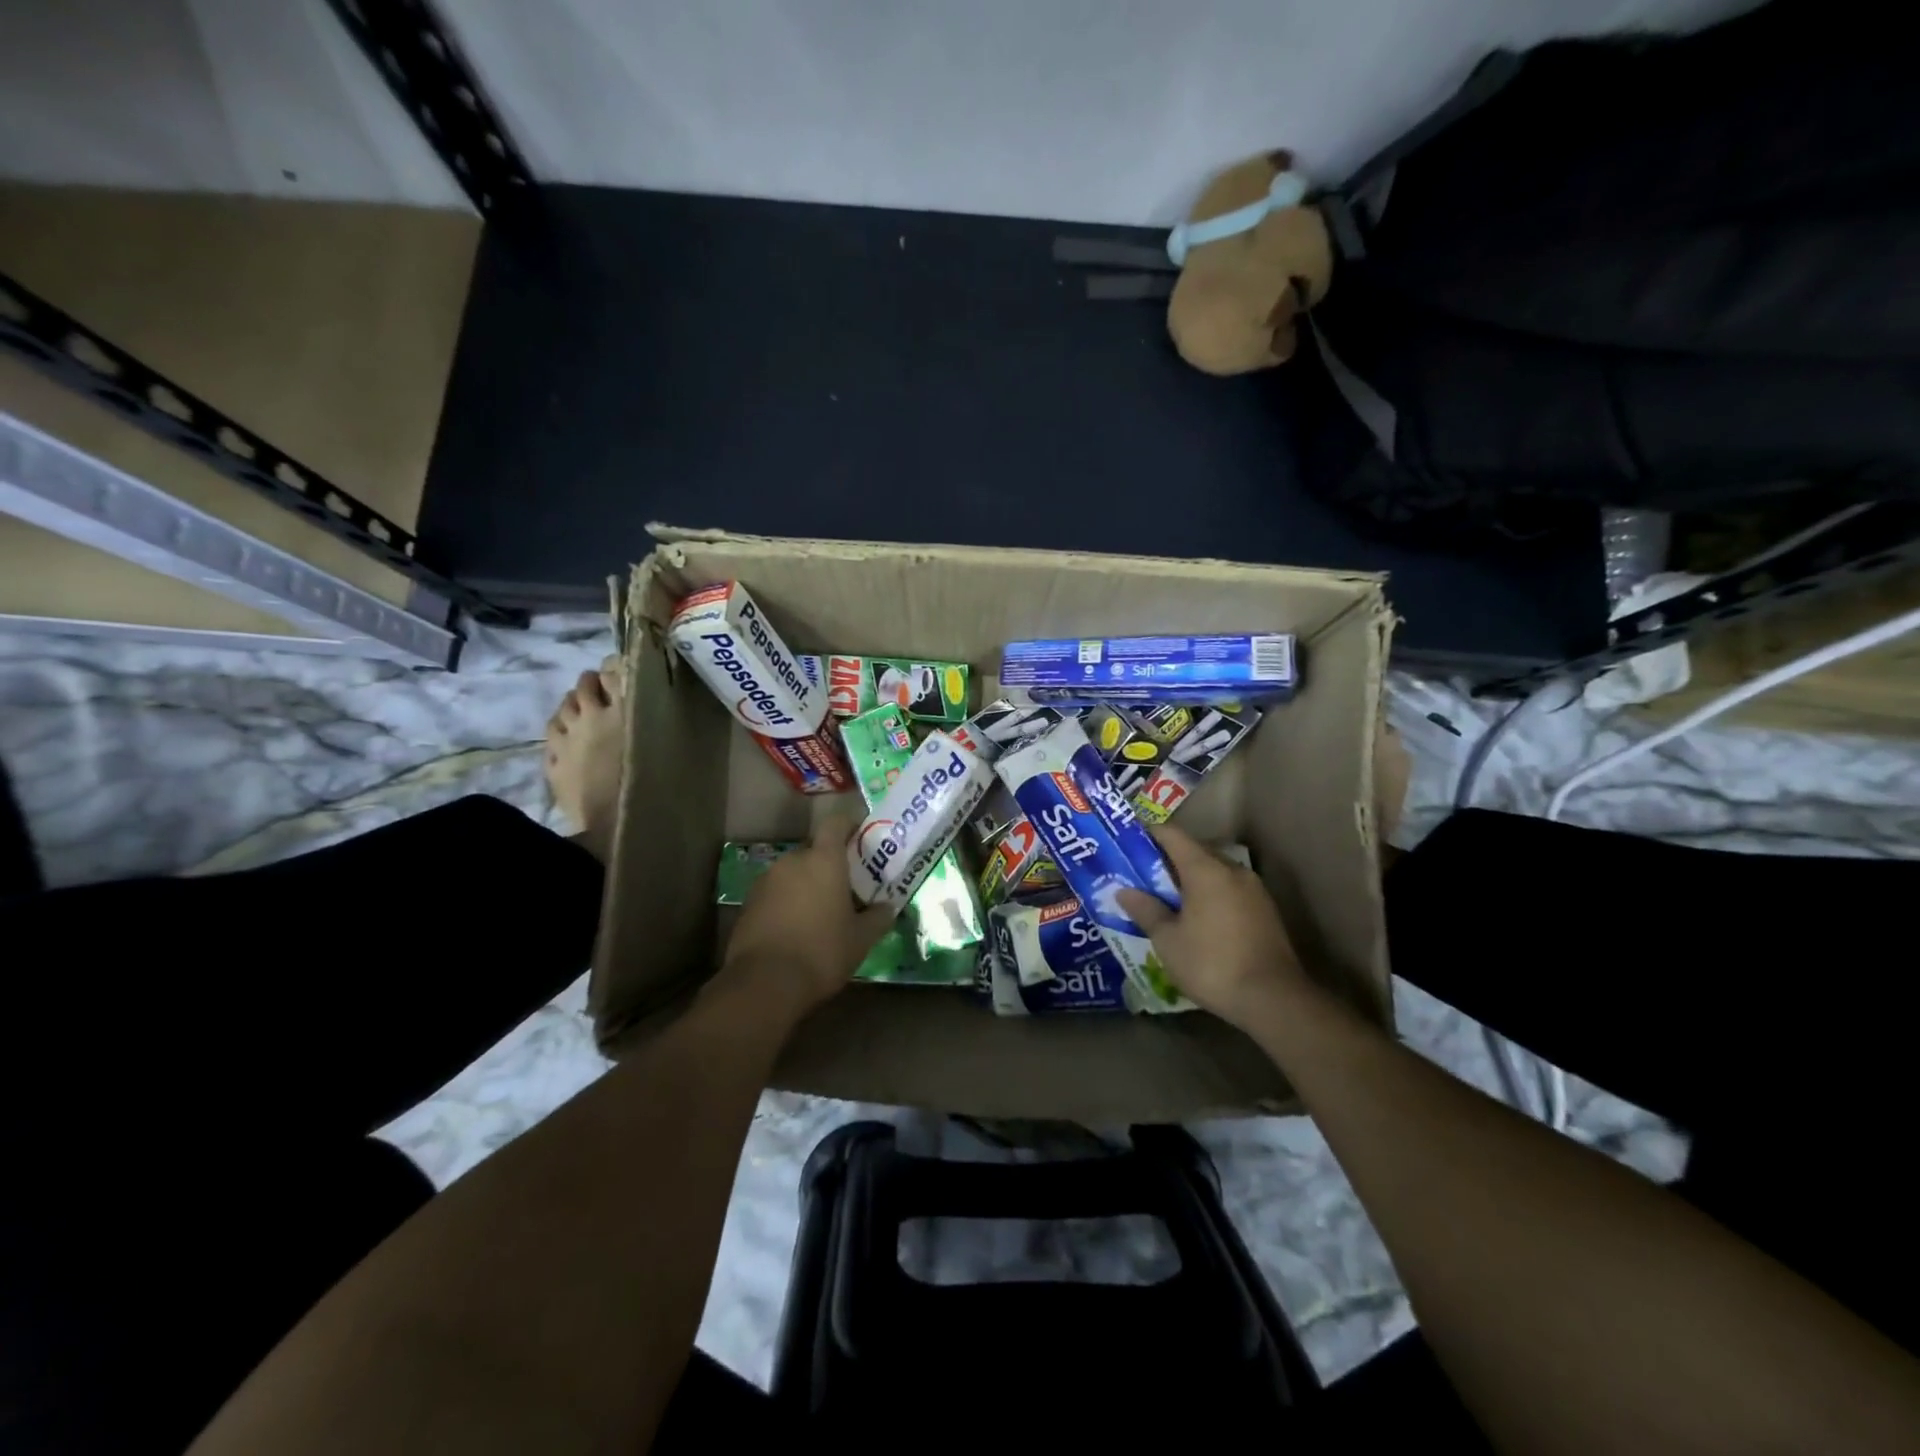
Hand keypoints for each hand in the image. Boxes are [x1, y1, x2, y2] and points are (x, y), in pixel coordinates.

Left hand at [719, 811, 894, 1019]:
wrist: (764, 984)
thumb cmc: (822, 952)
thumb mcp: (861, 939)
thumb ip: (878, 918)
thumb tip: (889, 907)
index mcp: (823, 860)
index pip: (836, 823)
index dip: (849, 825)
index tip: (861, 838)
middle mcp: (792, 861)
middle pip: (814, 851)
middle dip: (829, 865)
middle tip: (846, 887)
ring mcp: (766, 881)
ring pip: (793, 873)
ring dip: (806, 885)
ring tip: (820, 912)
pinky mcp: (748, 903)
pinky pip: (775, 893)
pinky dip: (787, 903)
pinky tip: (796, 929)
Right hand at [1117, 822, 1305, 1029]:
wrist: (1274, 1000)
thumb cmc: (1212, 964)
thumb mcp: (1168, 941)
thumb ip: (1146, 910)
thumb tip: (1124, 891)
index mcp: (1206, 869)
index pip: (1172, 835)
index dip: (1148, 834)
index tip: (1127, 842)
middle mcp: (1232, 870)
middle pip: (1194, 851)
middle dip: (1167, 860)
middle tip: (1141, 875)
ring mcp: (1254, 890)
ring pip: (1214, 872)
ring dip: (1190, 879)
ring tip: (1166, 899)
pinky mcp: (1265, 911)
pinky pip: (1229, 890)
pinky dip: (1209, 895)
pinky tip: (1197, 918)